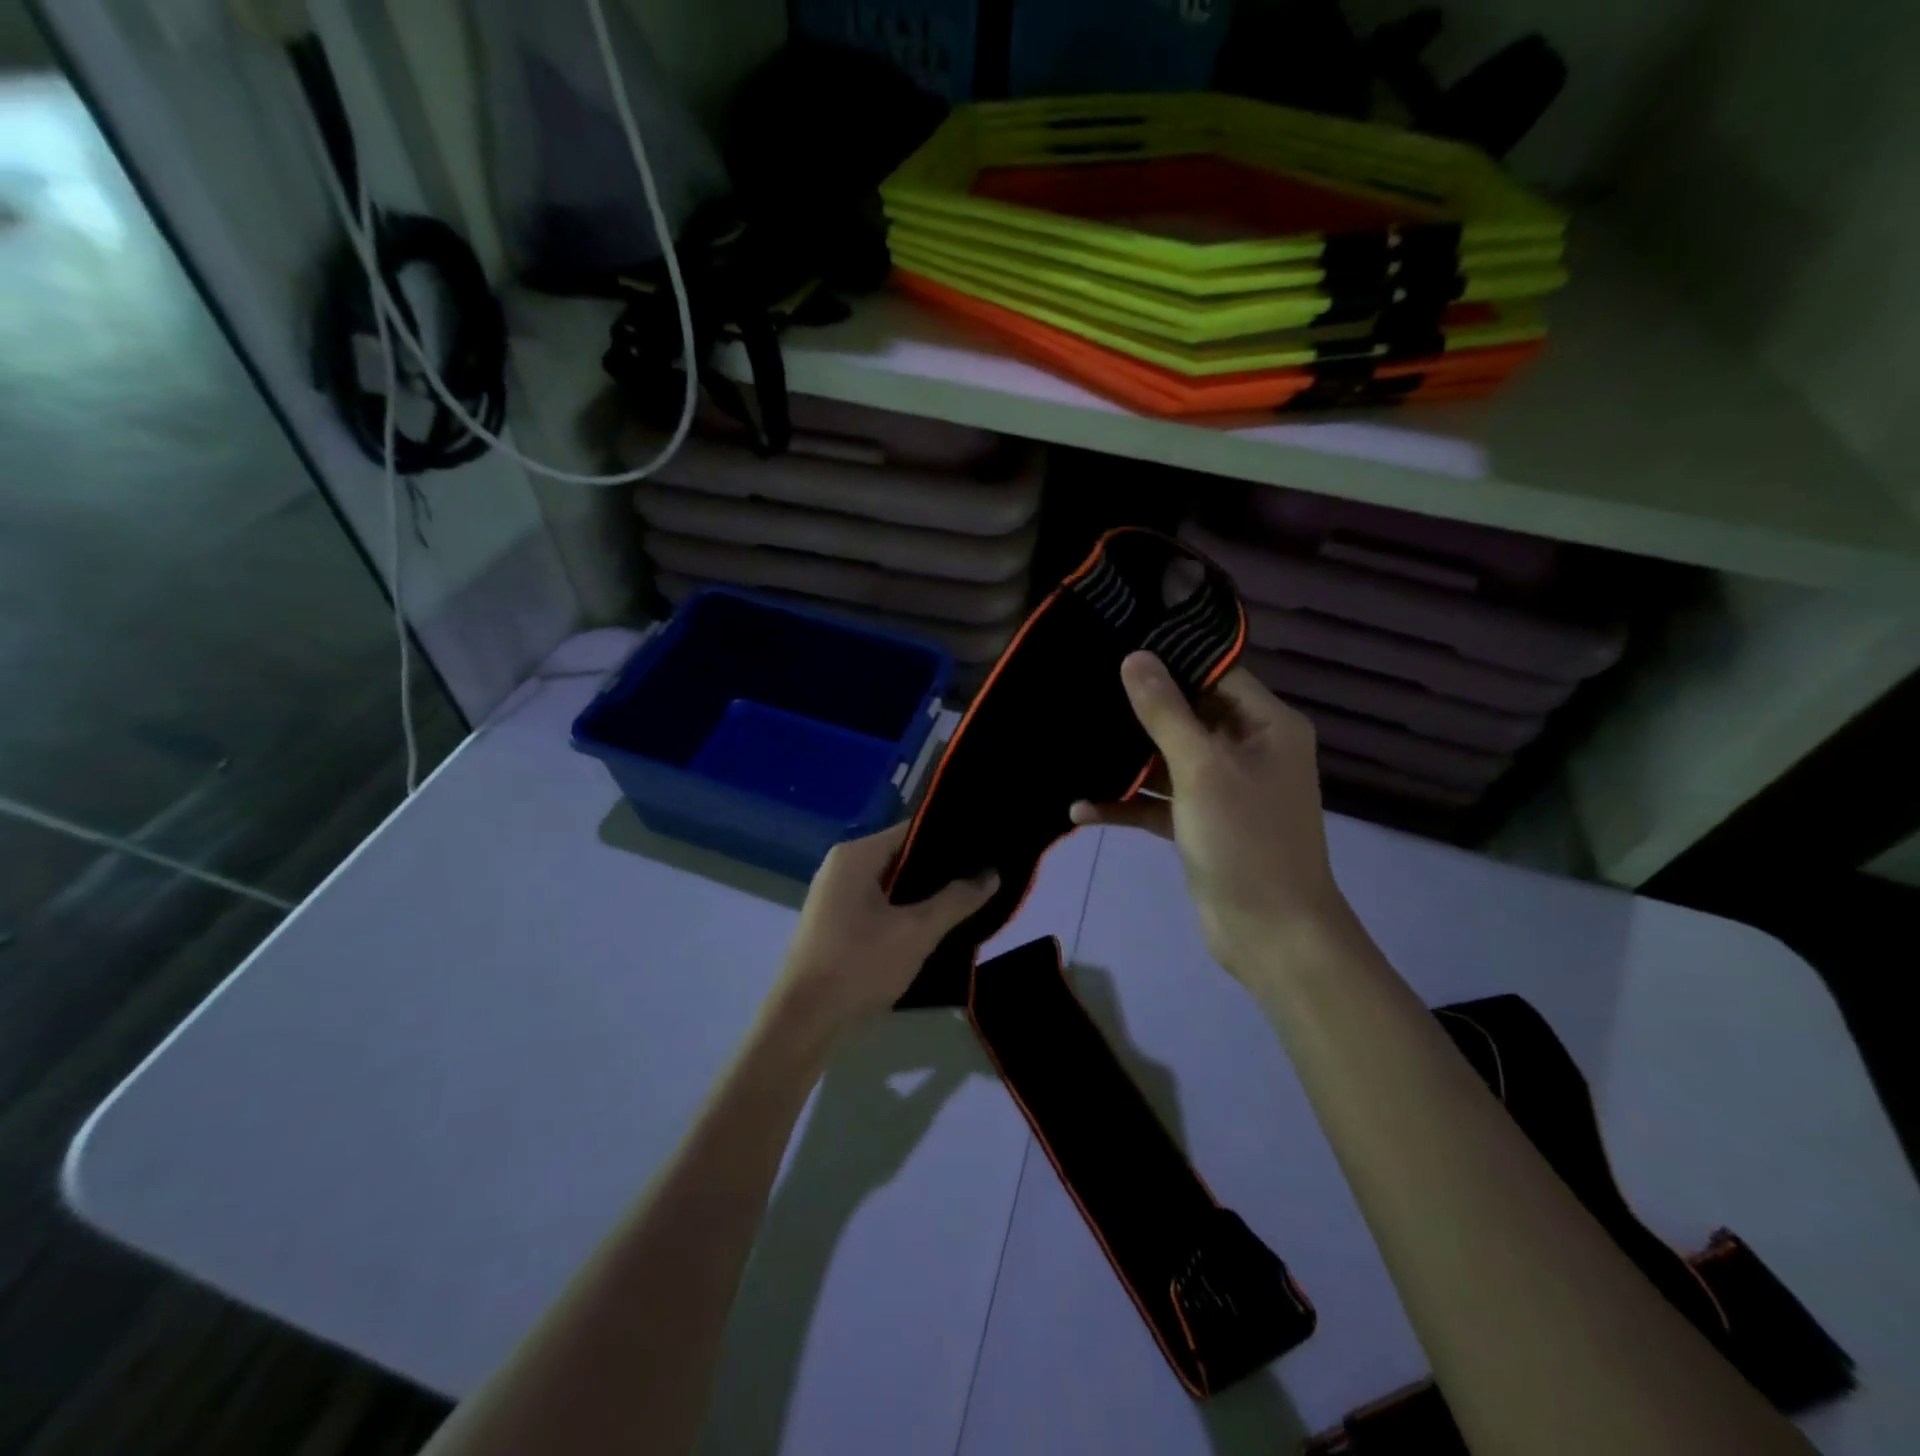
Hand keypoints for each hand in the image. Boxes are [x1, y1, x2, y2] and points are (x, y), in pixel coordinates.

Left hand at [771, 822, 997, 1036]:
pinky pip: (880, 904)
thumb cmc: (859, 965)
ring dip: (925, 894)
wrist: (804, 1022)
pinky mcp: (836, 922)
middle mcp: (843, 866)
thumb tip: (992, 873)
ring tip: (968, 899)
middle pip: (903, 856)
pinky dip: (906, 911)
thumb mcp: (917, 932)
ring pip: (893, 883)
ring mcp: (836, 895)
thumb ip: (956, 900)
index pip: (913, 830)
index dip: (951, 838)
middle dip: (941, 869)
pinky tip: (935, 924)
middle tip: (984, 877)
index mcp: (856, 855)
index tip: (986, 849)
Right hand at [1070, 653, 1351, 977]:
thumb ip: (1166, 712)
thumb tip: (1135, 656)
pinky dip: (1126, 803)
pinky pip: (1158, 802)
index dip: (1170, 662)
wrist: (1271, 933)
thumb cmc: (1245, 839)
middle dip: (1137, 711)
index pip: (1216, 674)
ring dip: (1126, 761)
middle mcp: (1248, 749)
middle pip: (1187, 715)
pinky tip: (1081, 809)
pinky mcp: (1199, 823)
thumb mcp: (1201, 769)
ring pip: (1167, 760)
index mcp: (1266, 726)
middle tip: (1084, 690)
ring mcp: (1222, 788)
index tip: (1116, 649)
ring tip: (1074, 743)